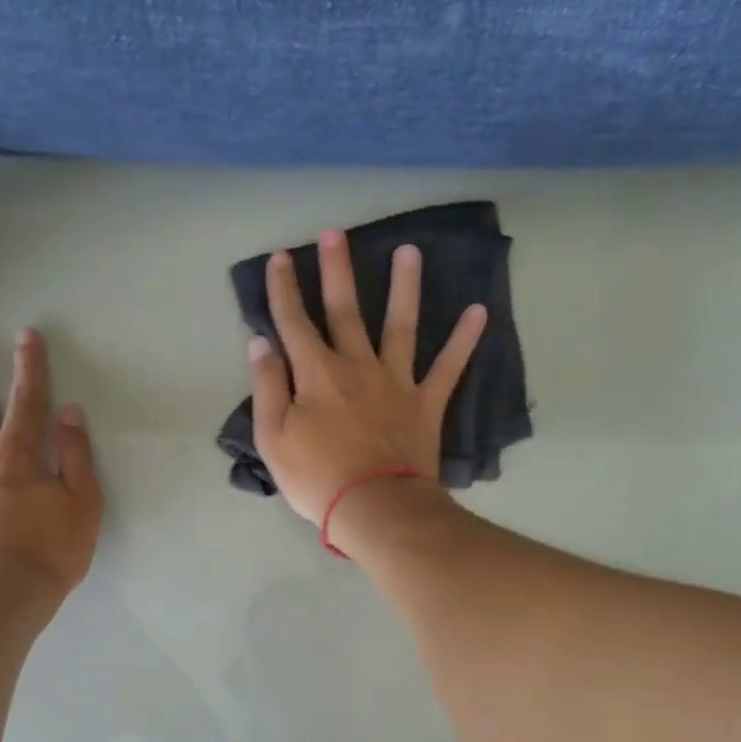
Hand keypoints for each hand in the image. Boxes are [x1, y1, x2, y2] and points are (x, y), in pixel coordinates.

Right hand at [249, 230, 486, 527]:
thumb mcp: (274, 438)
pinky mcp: (426, 402)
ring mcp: (396, 381)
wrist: (375, 508)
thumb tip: (261, 343)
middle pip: (344, 311)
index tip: (280, 257)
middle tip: (336, 233)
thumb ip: (268, 387)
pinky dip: (464, 340)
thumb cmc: (317, 478)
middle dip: (336, 271)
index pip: (293, 322)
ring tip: (410, 251)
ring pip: (400, 325)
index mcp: (316, 374)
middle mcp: (356, 366)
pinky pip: (448, 366)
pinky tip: (479, 311)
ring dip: (404, 287)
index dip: (283, 289)